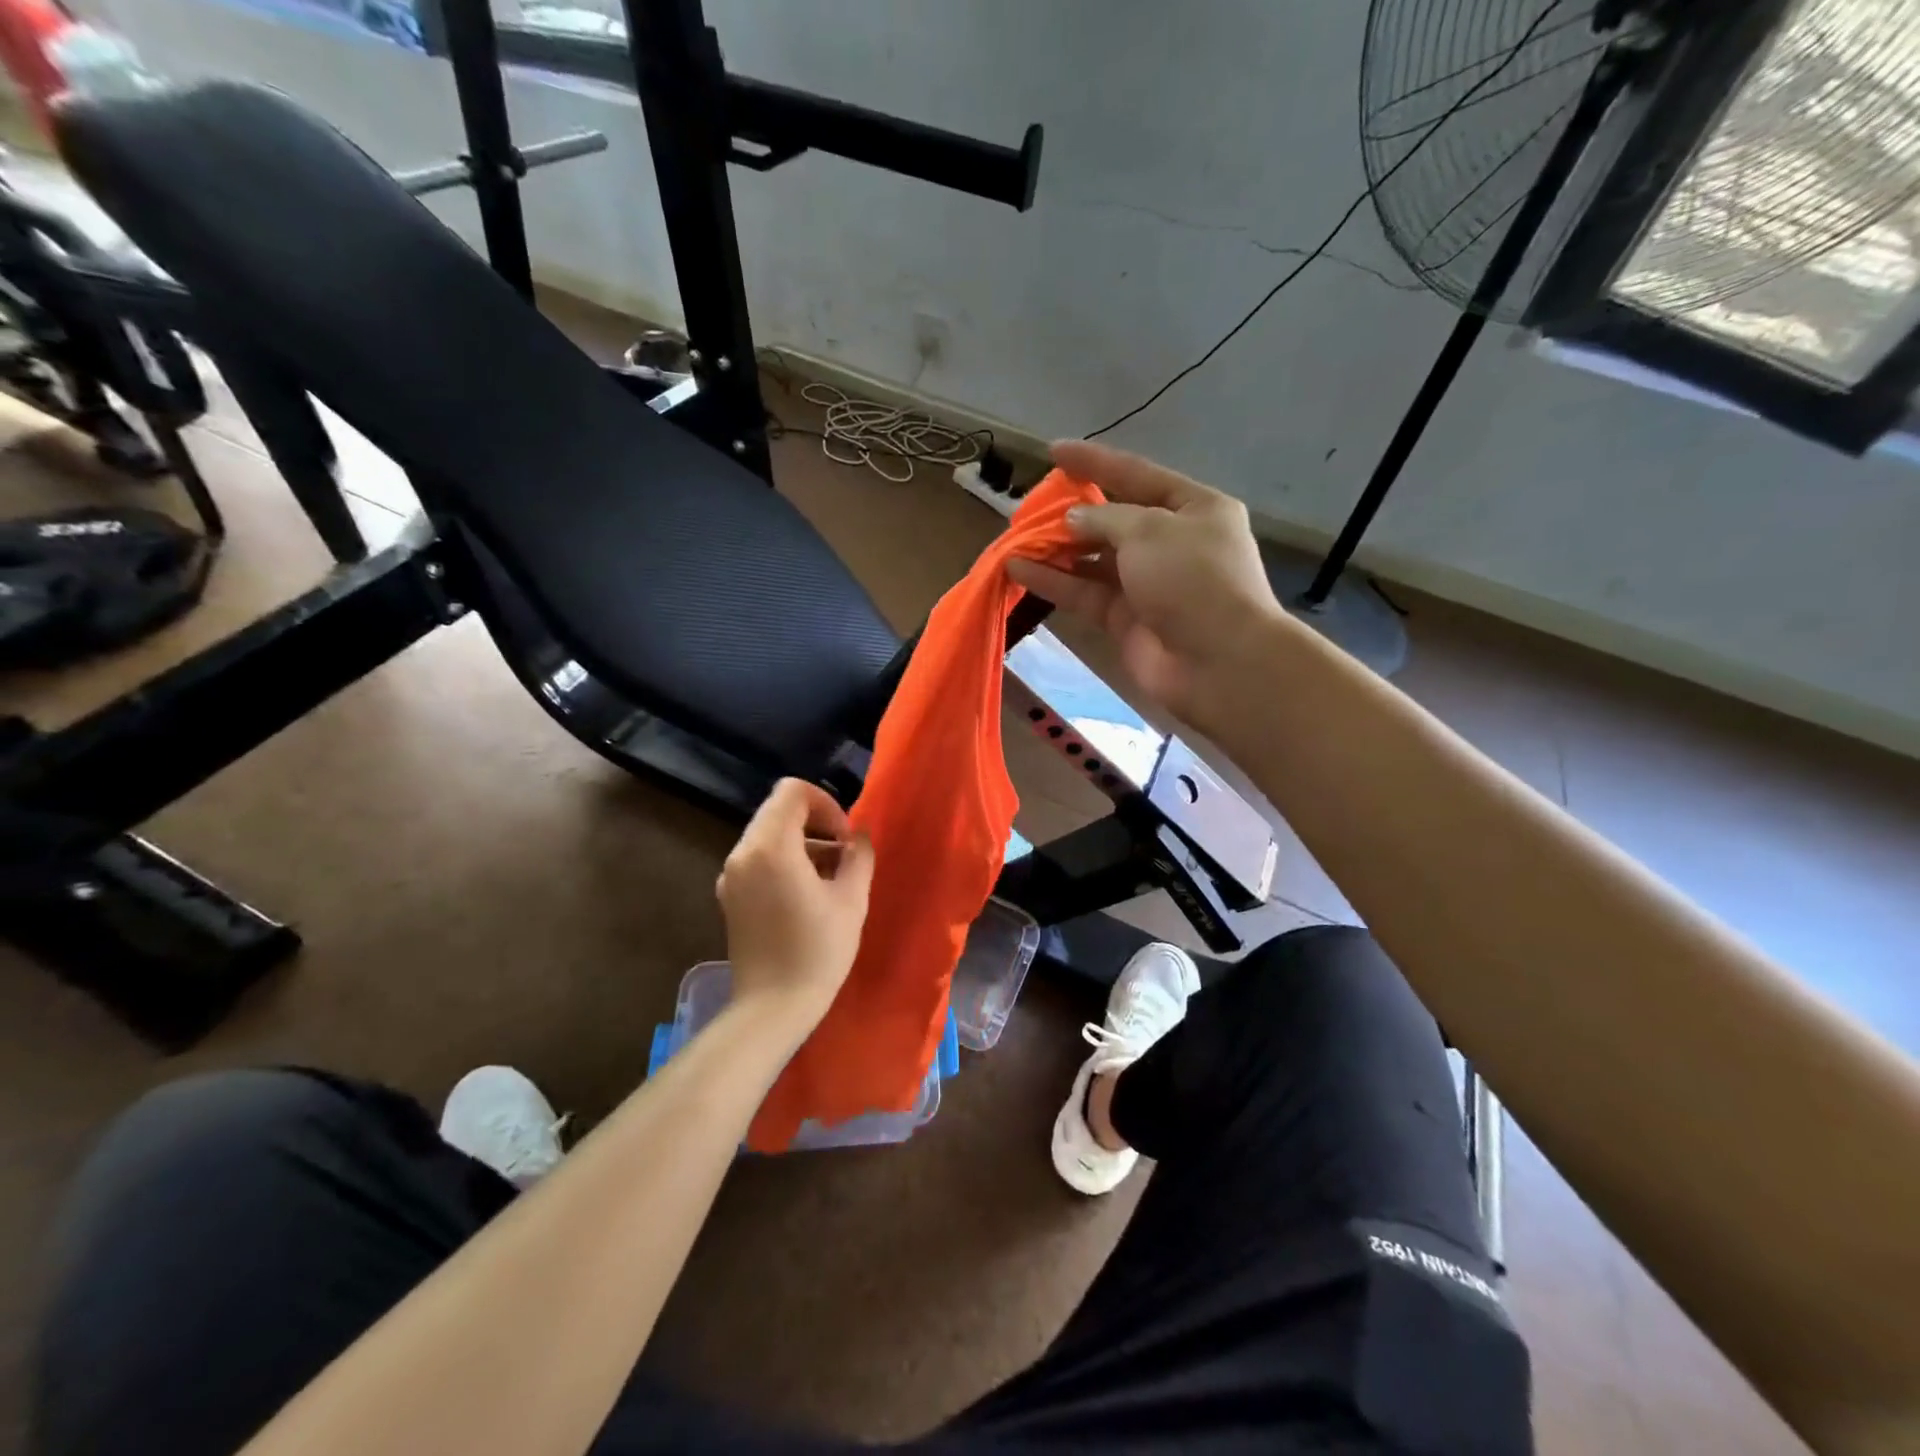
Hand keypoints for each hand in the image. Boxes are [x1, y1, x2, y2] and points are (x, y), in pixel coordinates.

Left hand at [716, 779, 874, 1037]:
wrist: (772, 1008)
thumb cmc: (817, 951)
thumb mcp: (852, 899)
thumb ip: (858, 856)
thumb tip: (857, 839)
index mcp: (771, 846)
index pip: (792, 791)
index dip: (825, 804)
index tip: (844, 838)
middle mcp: (743, 853)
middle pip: (779, 811)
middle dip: (815, 823)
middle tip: (843, 856)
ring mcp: (731, 875)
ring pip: (769, 835)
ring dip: (802, 843)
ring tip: (831, 879)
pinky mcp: (729, 895)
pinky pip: (759, 859)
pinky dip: (784, 861)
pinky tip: (807, 895)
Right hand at [1008, 440, 1285, 732]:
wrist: (1218, 662)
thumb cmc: (1193, 580)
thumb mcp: (1150, 531)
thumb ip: (1104, 518)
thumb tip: (1073, 518)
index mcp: (1194, 509)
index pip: (1137, 476)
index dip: (1095, 462)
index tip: (1054, 452)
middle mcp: (1171, 544)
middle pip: (1113, 520)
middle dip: (1071, 514)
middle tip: (1028, 509)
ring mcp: (1147, 584)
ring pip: (1093, 561)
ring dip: (1056, 551)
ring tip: (1015, 541)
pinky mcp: (1125, 620)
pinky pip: (1084, 594)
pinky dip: (1054, 582)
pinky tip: (1019, 570)